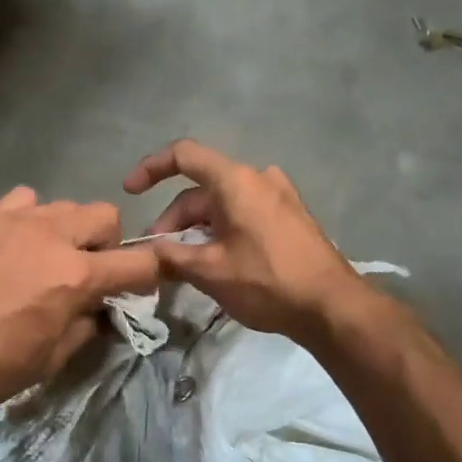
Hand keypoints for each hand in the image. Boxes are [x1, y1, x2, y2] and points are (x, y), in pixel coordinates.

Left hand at [0, 187, 160, 421]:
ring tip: (47, 260)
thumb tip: (99, 311)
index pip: (139, 262)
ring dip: (70, 231)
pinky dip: (32, 218)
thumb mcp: (50, 360)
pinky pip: (25, 200)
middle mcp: (53, 237)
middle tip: (88, 275)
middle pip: (106, 216)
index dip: (149, 276)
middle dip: (109, 245)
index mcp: (76, 276)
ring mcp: (16, 221)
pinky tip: (15, 245)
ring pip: (66, 206)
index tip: (139, 290)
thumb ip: (86, 327)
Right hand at [122, 140, 370, 344]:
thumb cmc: (267, 281)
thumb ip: (171, 257)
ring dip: (196, 229)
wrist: (332, 306)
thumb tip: (146, 253)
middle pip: (201, 189)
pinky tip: (214, 262)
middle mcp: (258, 179)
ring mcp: (278, 197)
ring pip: (222, 205)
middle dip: (173, 219)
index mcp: (236, 180)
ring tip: (182, 264)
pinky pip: (244, 215)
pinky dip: (221, 231)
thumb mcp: (210, 272)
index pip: (184, 155)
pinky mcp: (290, 218)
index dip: (151, 168)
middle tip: (157, 255)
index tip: (130, 192)